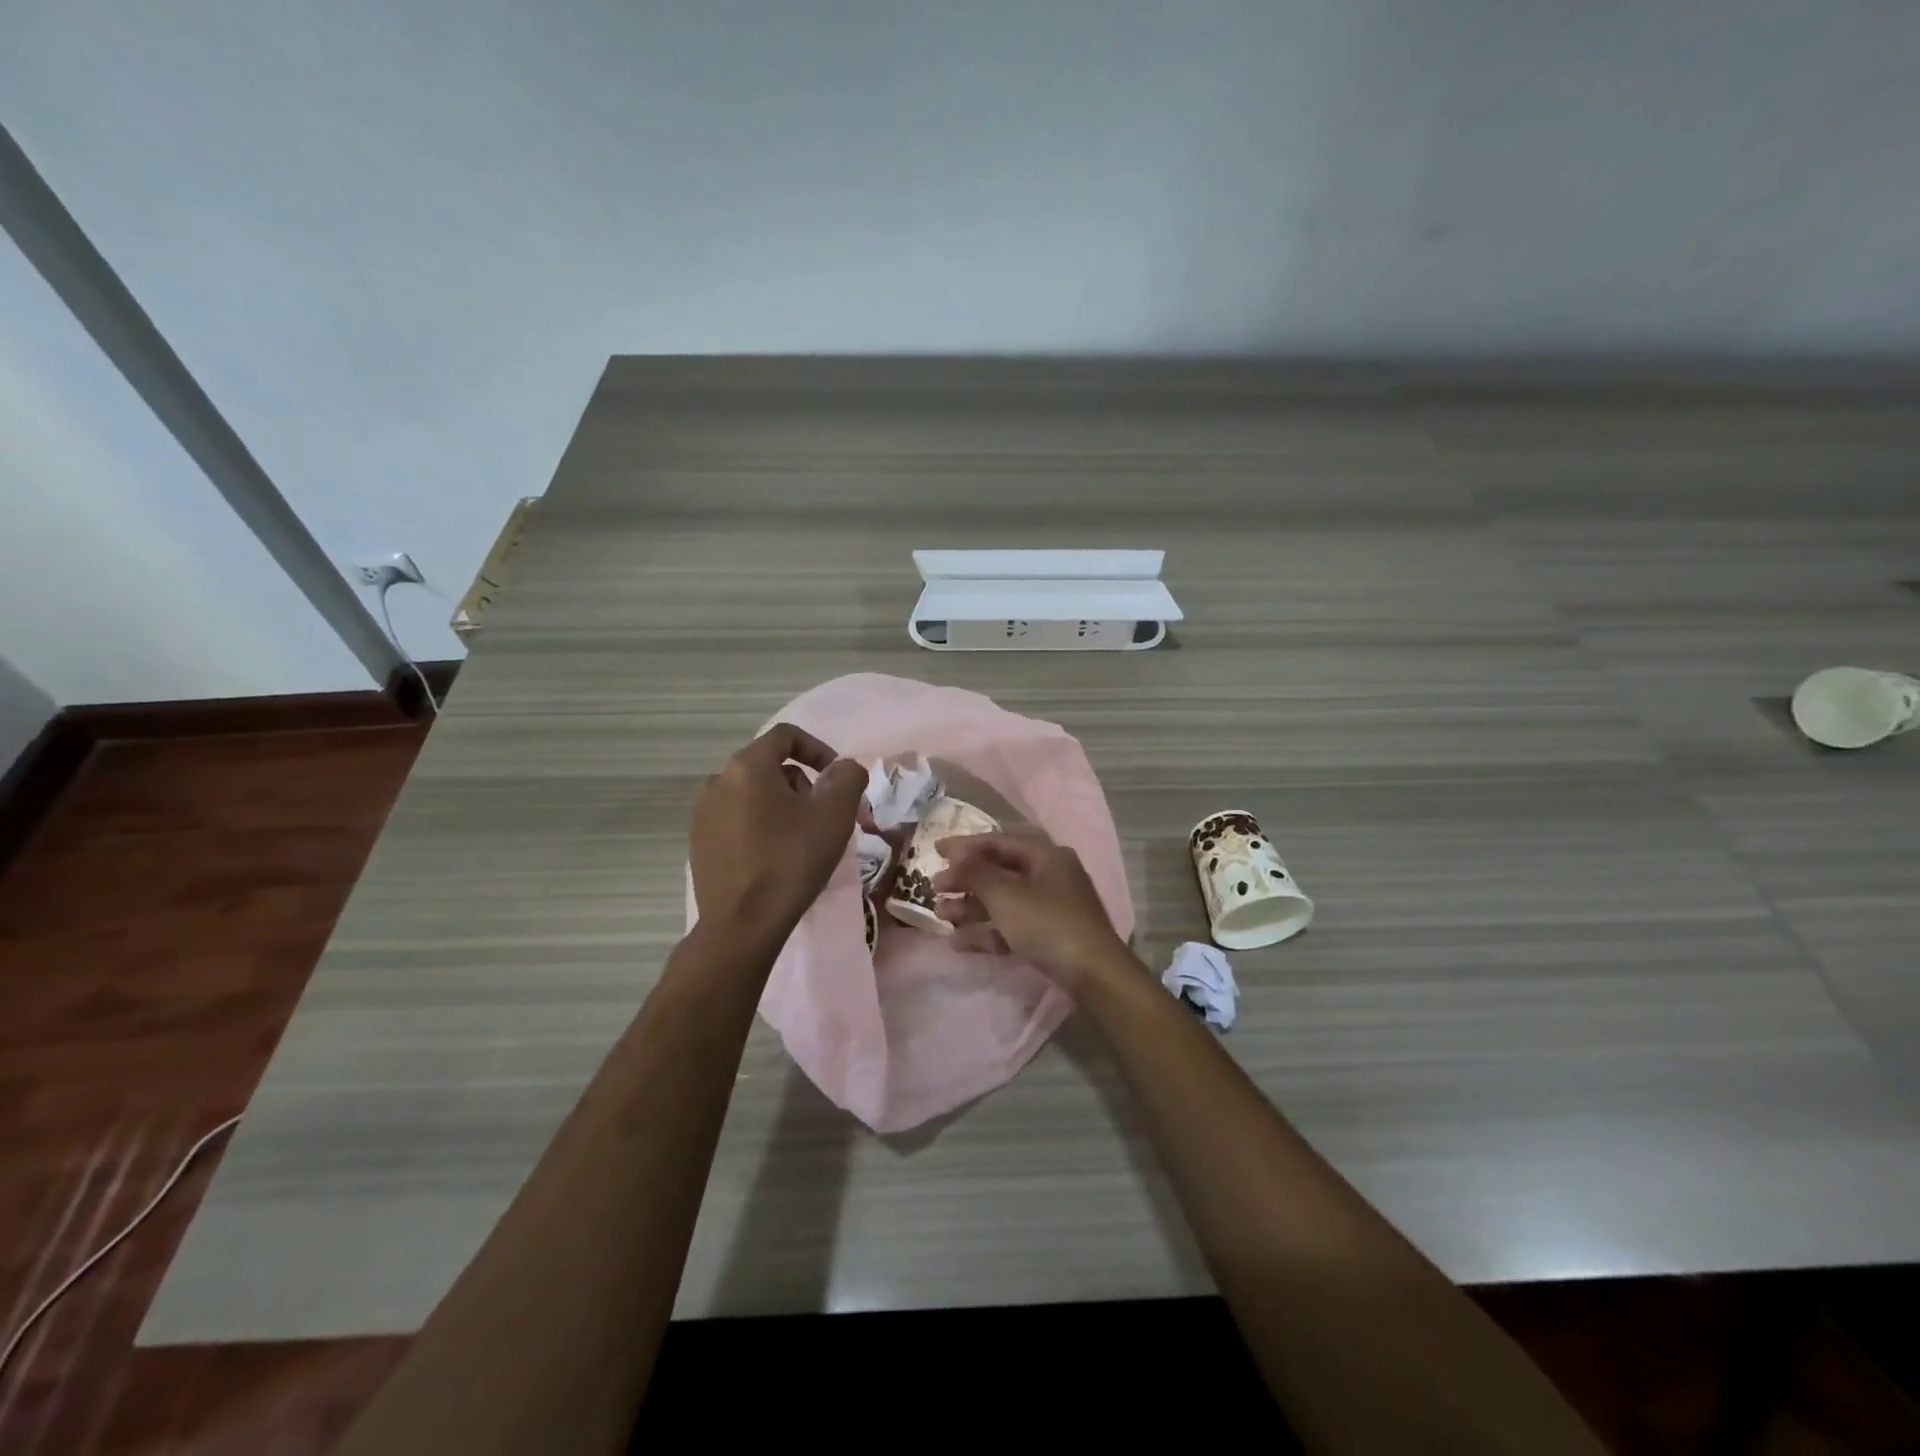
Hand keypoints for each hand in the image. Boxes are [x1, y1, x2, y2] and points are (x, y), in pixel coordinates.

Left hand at [690, 723, 865, 940]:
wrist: (742, 924)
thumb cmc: (791, 860)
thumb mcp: (834, 814)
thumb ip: (848, 777)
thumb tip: (844, 768)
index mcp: (746, 766)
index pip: (786, 736)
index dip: (819, 749)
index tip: (838, 779)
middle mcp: (717, 781)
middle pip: (769, 766)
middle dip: (803, 783)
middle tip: (825, 815)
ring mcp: (703, 814)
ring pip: (753, 794)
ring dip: (782, 805)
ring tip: (802, 838)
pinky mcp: (699, 843)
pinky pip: (737, 820)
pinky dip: (760, 826)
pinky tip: (775, 857)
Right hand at [933, 829, 1129, 993]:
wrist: (1093, 975)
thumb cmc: (1047, 924)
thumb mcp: (1006, 895)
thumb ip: (976, 872)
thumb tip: (956, 854)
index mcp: (1046, 856)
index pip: (999, 841)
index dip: (965, 845)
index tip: (935, 851)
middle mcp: (1050, 875)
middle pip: (1000, 871)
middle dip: (966, 880)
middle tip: (935, 889)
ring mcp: (1051, 907)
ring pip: (1004, 900)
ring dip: (972, 907)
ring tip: (941, 917)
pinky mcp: (1050, 935)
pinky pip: (1012, 925)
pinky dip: (988, 931)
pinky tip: (959, 943)